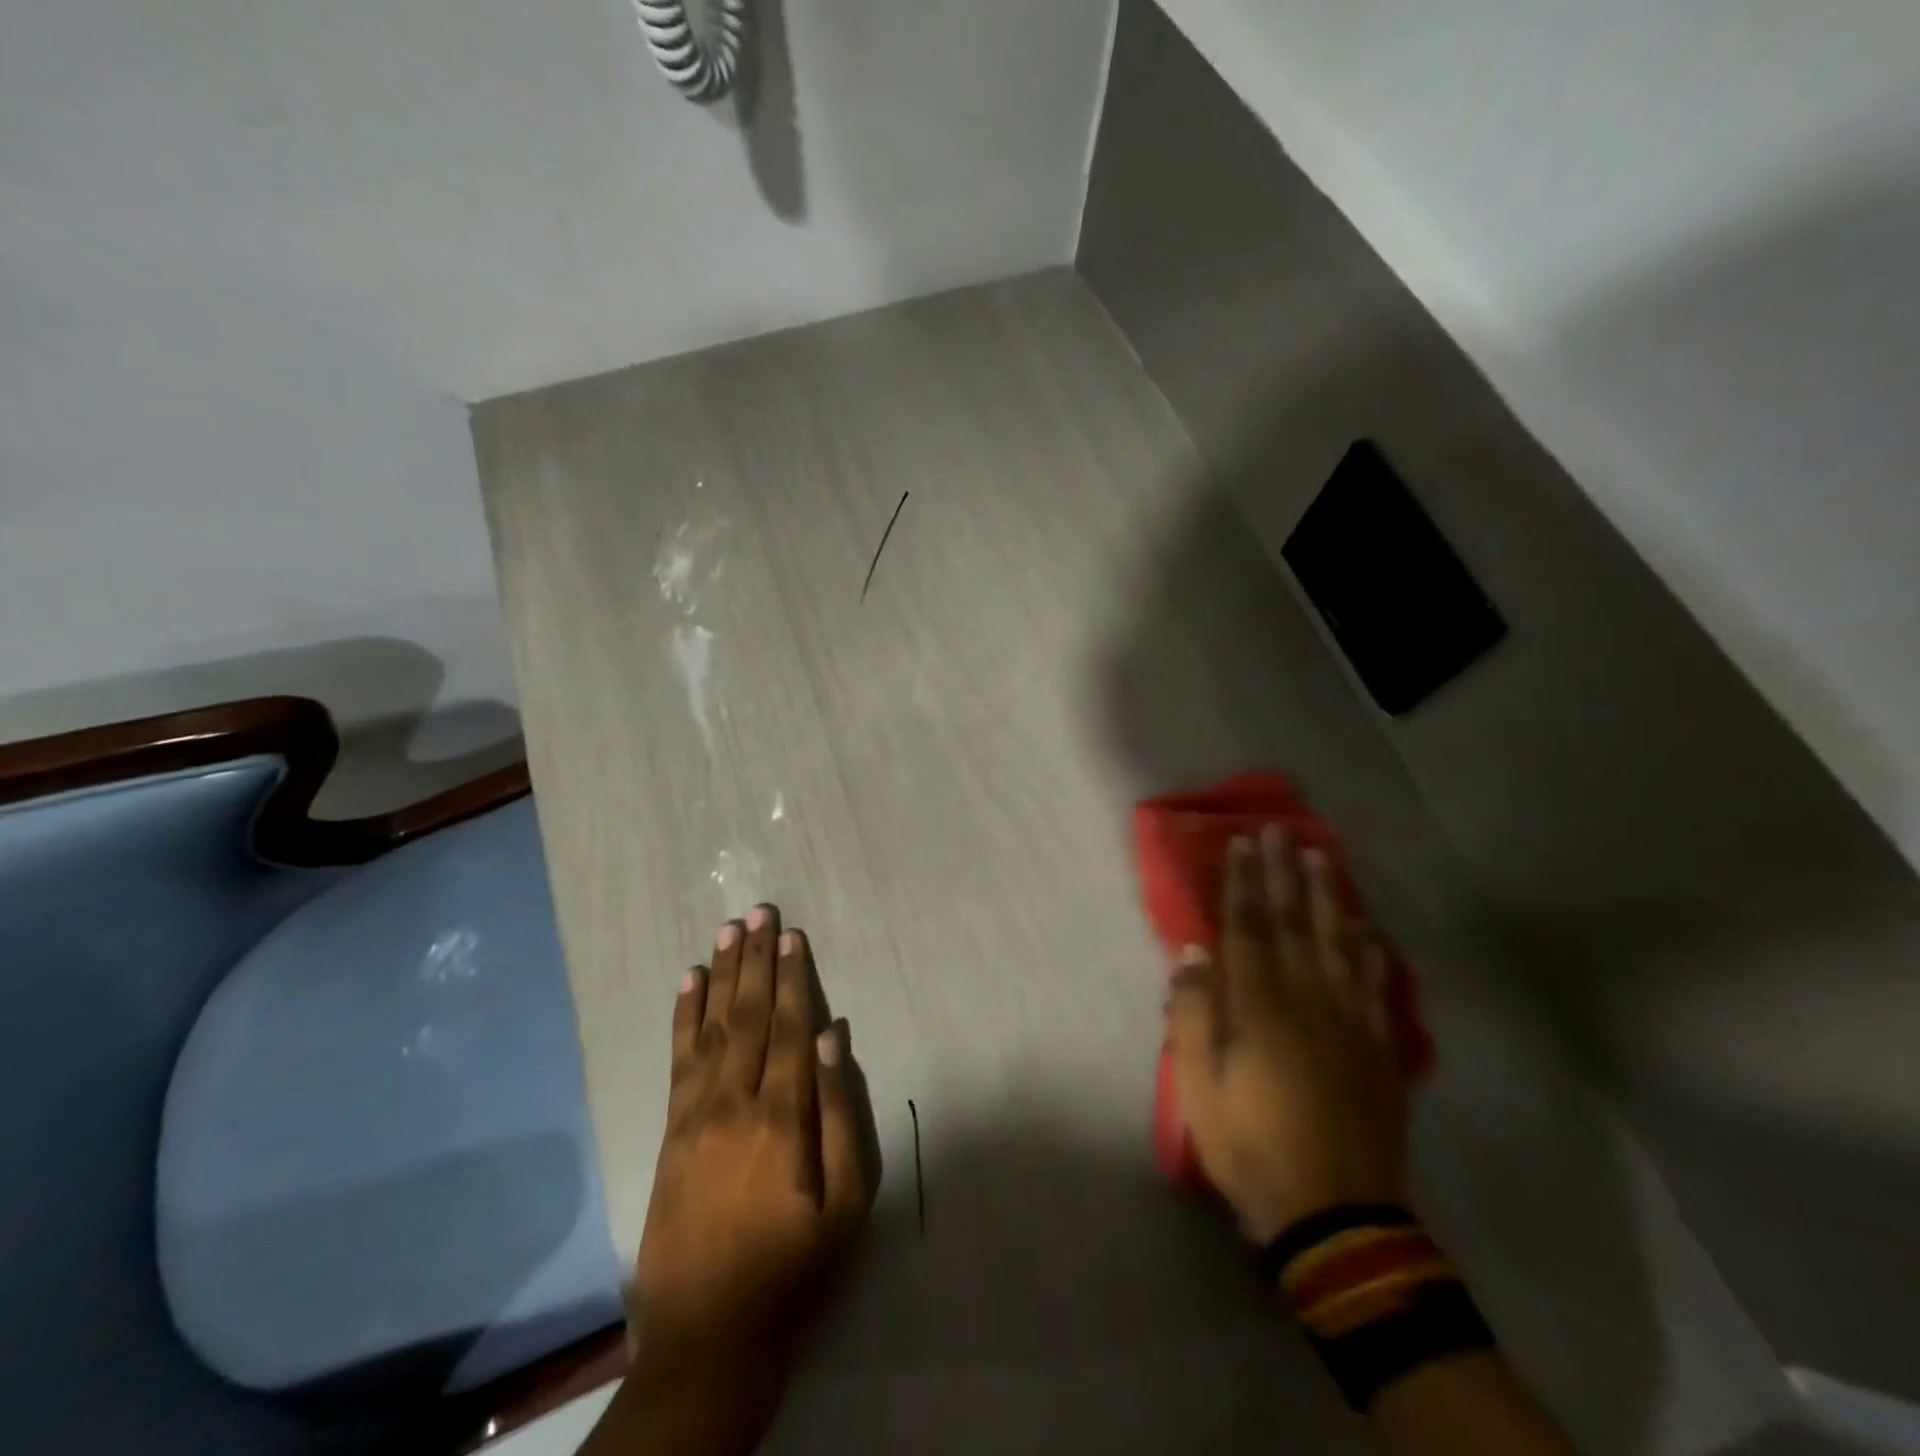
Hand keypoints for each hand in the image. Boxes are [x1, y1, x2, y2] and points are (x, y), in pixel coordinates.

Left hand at [628, 904, 870, 1435]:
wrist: (708, 1340)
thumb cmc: (795, 1270)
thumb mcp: (847, 1203)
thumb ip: (841, 1113)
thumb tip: (831, 1036)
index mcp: (781, 1116)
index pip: (788, 1026)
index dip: (792, 977)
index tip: (792, 934)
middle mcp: (733, 1101)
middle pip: (748, 1014)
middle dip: (756, 959)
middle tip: (759, 911)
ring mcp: (695, 1114)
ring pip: (712, 1026)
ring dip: (722, 974)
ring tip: (729, 931)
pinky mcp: (671, 1131)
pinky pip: (678, 1059)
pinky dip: (683, 1015)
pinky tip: (689, 982)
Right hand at [1166, 827, 1409, 1243]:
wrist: (1337, 1218)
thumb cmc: (1252, 1148)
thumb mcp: (1199, 1089)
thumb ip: (1193, 1016)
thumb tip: (1192, 953)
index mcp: (1260, 1008)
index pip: (1249, 929)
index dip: (1243, 883)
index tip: (1241, 843)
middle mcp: (1309, 1001)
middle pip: (1294, 923)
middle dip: (1284, 873)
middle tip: (1280, 830)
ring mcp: (1351, 1022)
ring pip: (1339, 943)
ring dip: (1329, 896)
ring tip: (1322, 857)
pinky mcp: (1379, 1048)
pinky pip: (1376, 985)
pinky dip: (1370, 950)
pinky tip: (1367, 928)